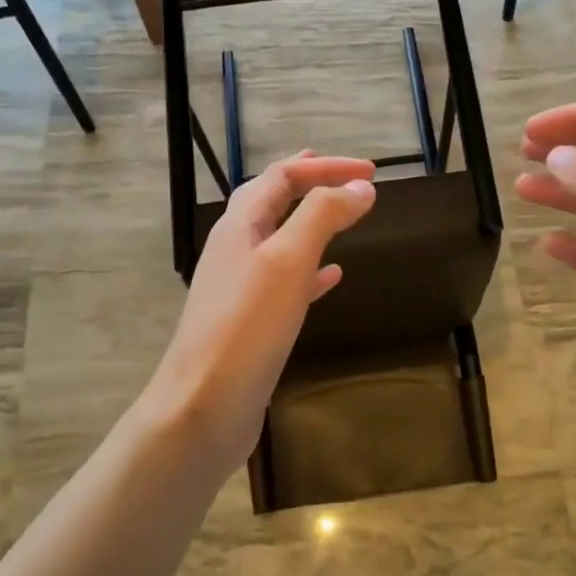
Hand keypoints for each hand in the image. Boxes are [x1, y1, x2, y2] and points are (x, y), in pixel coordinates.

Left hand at [145, 151, 375, 469]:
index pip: (282, 176)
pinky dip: (312, 269)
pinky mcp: (251, 322)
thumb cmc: (246, 327)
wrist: (203, 408)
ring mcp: (240, 287)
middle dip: (310, 183)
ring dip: (311, 221)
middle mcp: (235, 249)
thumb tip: (361, 187)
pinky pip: (286, 281)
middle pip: (272, 201)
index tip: (372, 171)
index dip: (326, 167)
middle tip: (347, 177)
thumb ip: (323, 216)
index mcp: (239, 226)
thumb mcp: (288, 260)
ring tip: (341, 215)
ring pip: (279, 239)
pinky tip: (332, 276)